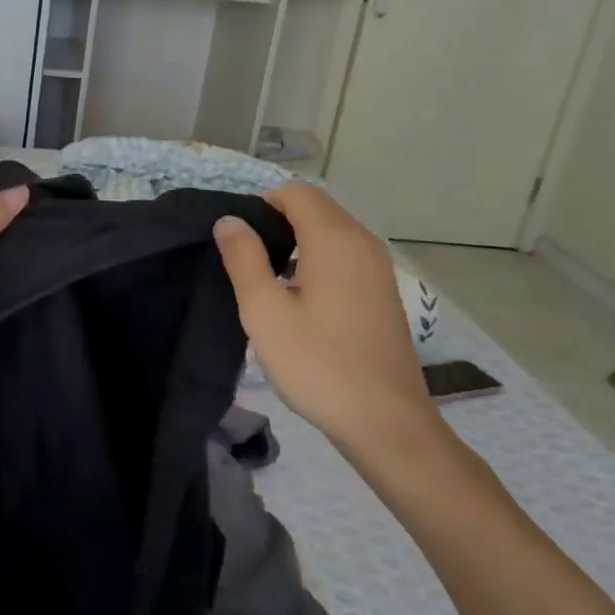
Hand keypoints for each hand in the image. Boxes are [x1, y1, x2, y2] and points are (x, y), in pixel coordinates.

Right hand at [214, 182, 442, 461]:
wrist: (386, 423)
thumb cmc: (318, 364)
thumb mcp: (264, 312)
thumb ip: (243, 258)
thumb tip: (229, 220)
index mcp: (334, 239)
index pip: (295, 192)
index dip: (261, 204)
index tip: (238, 241)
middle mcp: (363, 242)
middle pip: (316, 207)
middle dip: (278, 221)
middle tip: (247, 261)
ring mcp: (379, 268)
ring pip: (332, 231)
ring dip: (298, 241)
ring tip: (269, 281)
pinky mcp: (383, 291)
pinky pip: (345, 254)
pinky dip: (318, 259)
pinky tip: (302, 299)